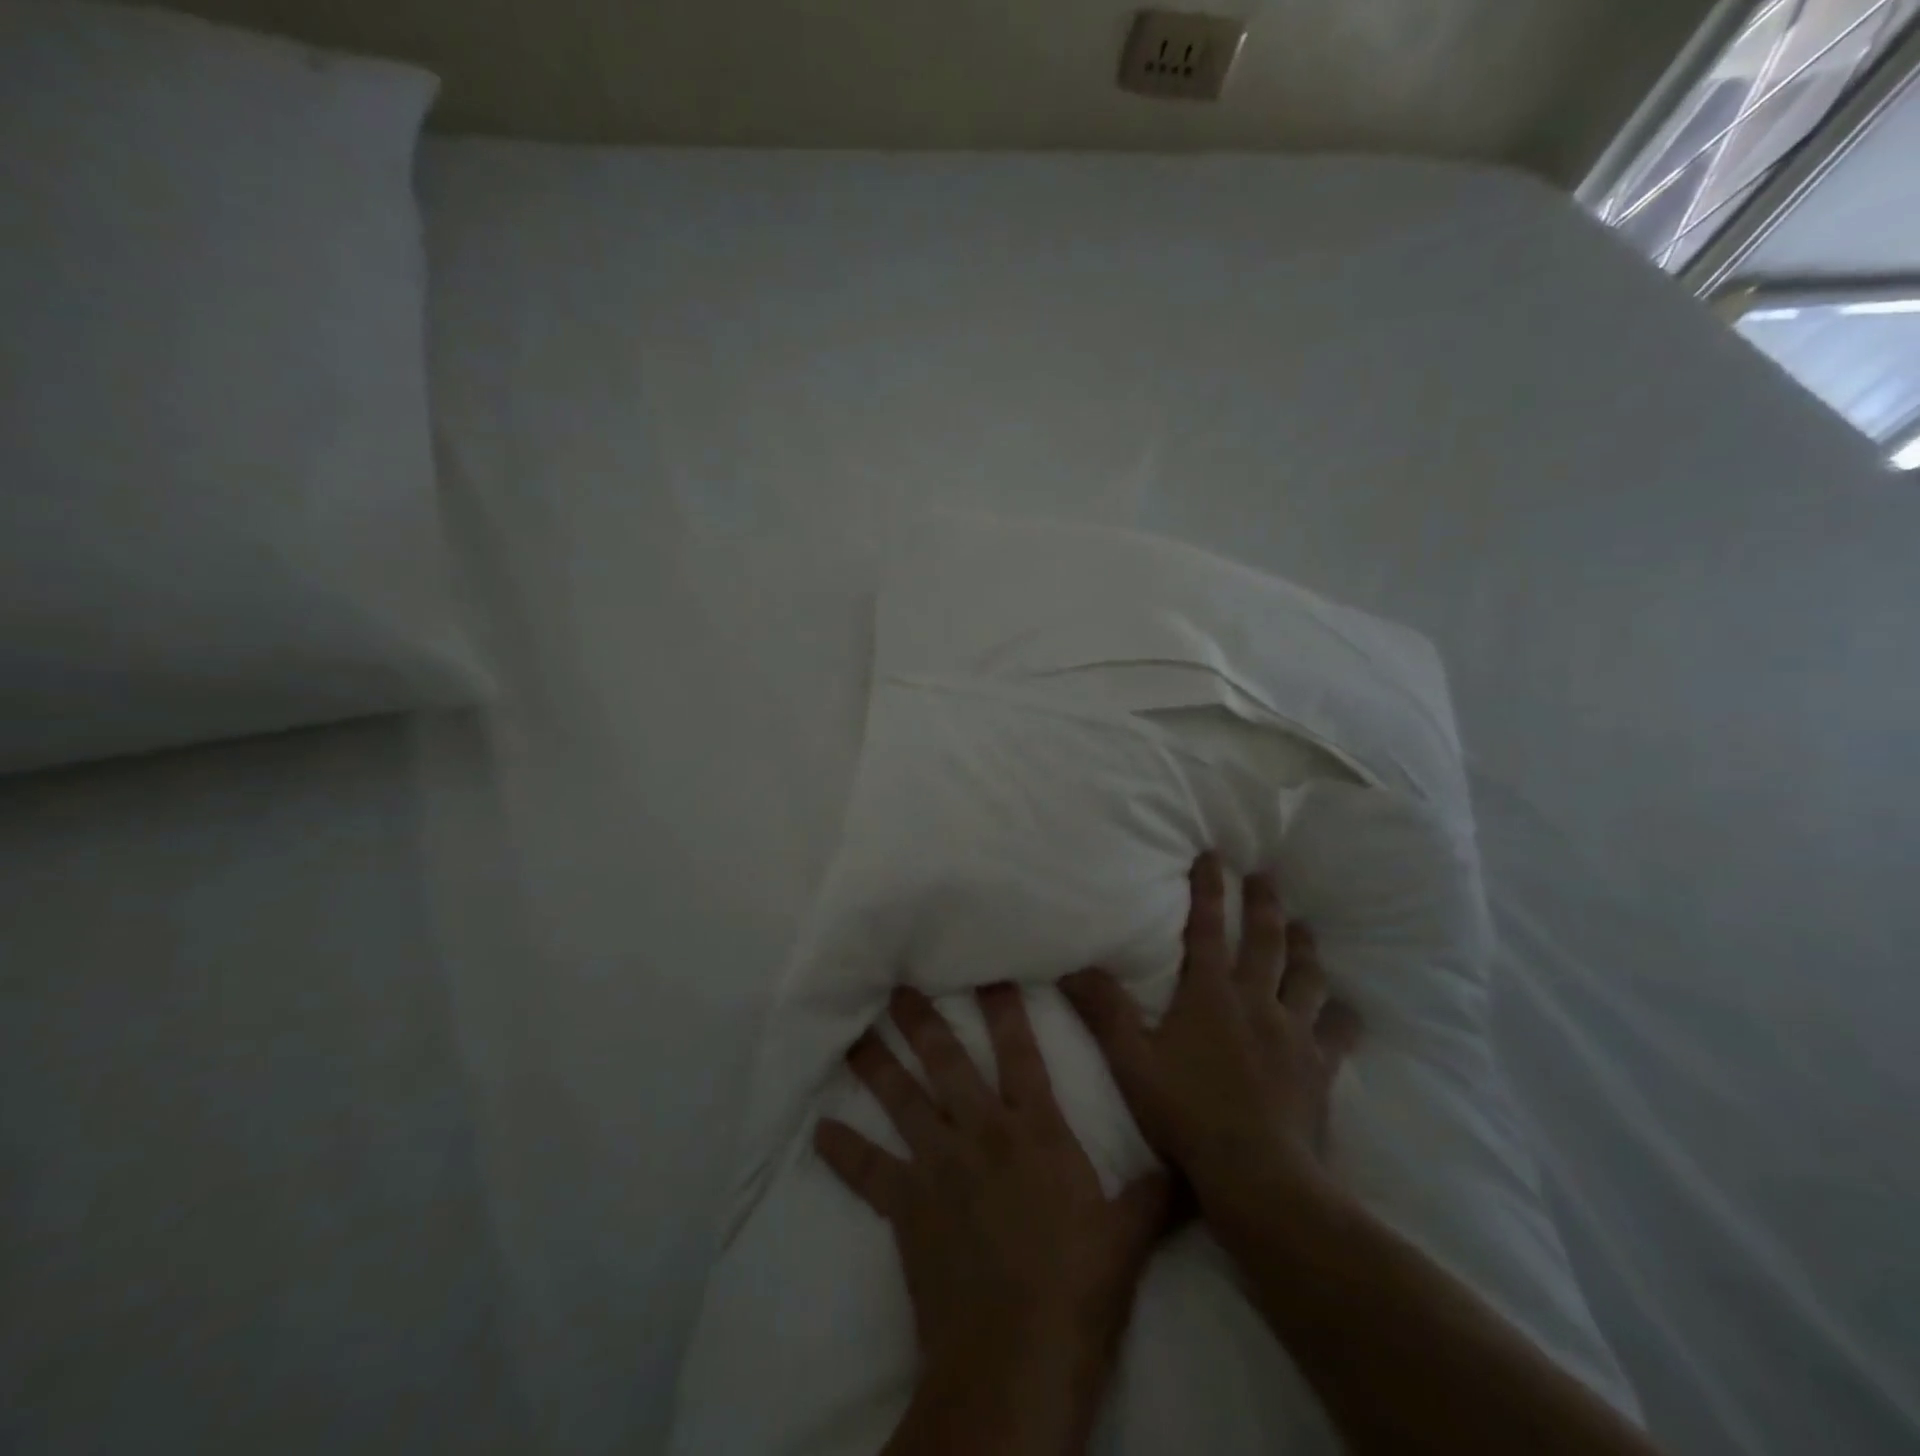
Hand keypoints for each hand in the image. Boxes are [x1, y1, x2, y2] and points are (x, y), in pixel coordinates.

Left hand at [815, 984, 1170, 1441]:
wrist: (1016, 1362)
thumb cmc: (1078, 1291)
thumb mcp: (1130, 1239)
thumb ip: (1156, 1194)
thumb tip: (1191, 1168)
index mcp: (1035, 1131)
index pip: (1021, 1053)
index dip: (1005, 1010)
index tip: (987, 972)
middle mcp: (982, 1133)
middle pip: (948, 1063)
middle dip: (924, 1020)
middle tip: (900, 985)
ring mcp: (939, 1166)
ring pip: (903, 1101)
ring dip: (877, 1066)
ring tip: (855, 1035)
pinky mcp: (907, 1206)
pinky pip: (869, 1171)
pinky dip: (844, 1151)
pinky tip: (819, 1132)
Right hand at [1060, 851, 1360, 1213]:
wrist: (1258, 1176)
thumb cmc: (1188, 1114)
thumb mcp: (1131, 1062)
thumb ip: (1103, 1012)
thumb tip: (1073, 967)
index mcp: (1211, 995)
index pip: (1208, 928)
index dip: (1209, 889)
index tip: (1214, 856)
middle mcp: (1256, 1002)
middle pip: (1266, 941)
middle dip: (1264, 903)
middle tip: (1266, 876)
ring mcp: (1294, 1033)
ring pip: (1306, 977)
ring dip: (1305, 948)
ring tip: (1304, 927)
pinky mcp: (1319, 1067)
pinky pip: (1337, 1032)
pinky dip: (1340, 1015)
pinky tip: (1345, 1009)